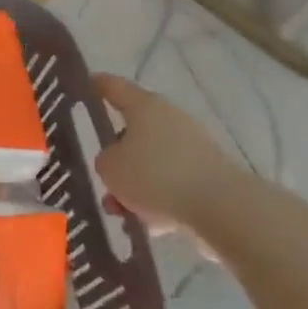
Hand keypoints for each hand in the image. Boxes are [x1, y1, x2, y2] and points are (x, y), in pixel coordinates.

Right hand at [92, 74, 250, 241]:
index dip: (97, 85)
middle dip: (117, 156)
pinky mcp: (208, 177)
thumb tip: (117, 162)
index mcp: (145, 106)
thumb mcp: (110, 168)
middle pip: (134, 131)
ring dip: (135, 185)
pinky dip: (158, 201)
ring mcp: (193, 148)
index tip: (86, 83)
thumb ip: (105, 160)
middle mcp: (171, 119)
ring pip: (152, 163)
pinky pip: (172, 185)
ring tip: (120, 211)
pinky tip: (147, 225)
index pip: (114, 87)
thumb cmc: (156, 176)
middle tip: (102, 175)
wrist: (221, 208)